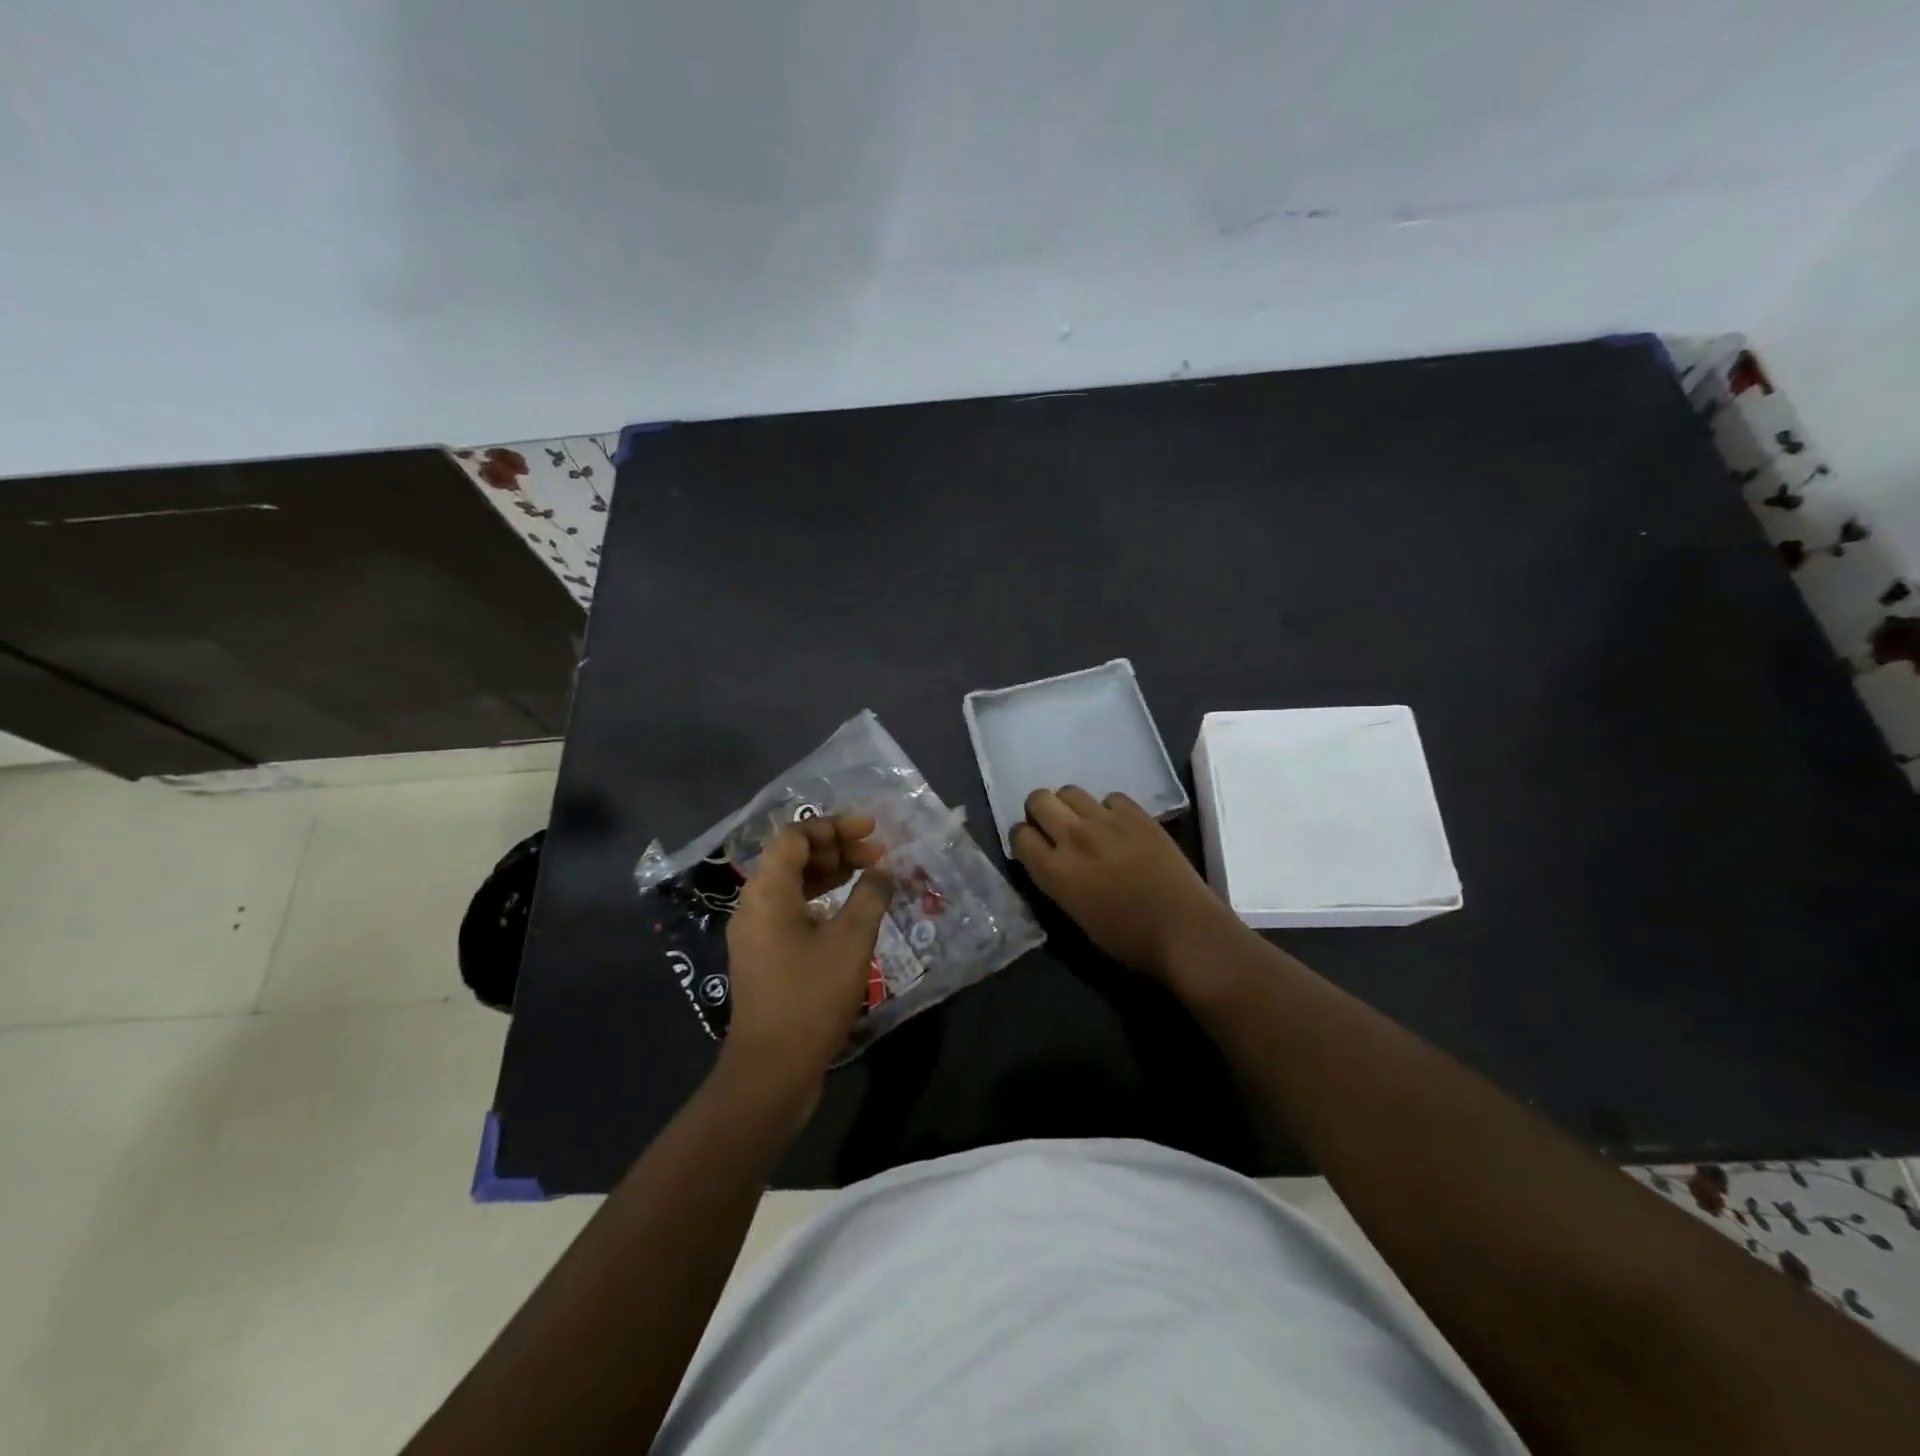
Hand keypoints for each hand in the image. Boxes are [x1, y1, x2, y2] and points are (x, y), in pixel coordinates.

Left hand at [719, 814, 893, 1110]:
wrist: (771, 1070)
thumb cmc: (811, 997)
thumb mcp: (851, 941)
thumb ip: (870, 896)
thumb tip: (882, 871)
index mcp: (767, 892)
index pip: (796, 836)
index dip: (835, 826)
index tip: (872, 830)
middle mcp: (754, 904)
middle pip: (792, 856)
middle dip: (836, 847)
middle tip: (877, 854)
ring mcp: (756, 932)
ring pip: (792, 884)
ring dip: (830, 873)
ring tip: (869, 875)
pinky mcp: (764, 955)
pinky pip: (791, 910)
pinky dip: (821, 900)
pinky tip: (849, 910)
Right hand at [1011, 787, 1236, 980]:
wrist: (1184, 930)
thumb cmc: (1128, 939)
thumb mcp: (1075, 915)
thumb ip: (1056, 881)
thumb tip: (1052, 862)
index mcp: (1055, 871)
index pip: (1019, 835)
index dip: (1024, 839)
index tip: (1034, 847)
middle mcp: (1074, 837)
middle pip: (1038, 799)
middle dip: (1040, 811)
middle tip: (1054, 828)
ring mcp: (1107, 821)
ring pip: (1070, 791)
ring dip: (1071, 806)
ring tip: (1086, 823)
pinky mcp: (1137, 814)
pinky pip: (1110, 797)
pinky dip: (1109, 809)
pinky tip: (1119, 827)